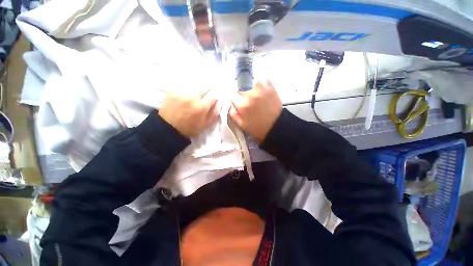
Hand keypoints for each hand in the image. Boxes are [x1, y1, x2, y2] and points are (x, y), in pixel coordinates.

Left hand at [159, 89, 219, 137]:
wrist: (168, 128)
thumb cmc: (190, 128)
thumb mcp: (206, 124)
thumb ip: (215, 112)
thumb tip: (221, 101)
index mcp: (201, 107)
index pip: (213, 95)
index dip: (213, 97)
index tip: (211, 101)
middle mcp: (192, 96)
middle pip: (204, 87)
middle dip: (206, 93)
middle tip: (202, 99)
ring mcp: (181, 92)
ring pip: (194, 85)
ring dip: (196, 90)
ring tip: (193, 98)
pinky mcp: (172, 90)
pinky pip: (184, 85)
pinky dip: (187, 89)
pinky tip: (185, 97)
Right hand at [229, 80, 281, 142]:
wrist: (276, 126)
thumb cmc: (257, 127)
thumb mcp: (241, 125)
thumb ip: (232, 114)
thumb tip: (228, 104)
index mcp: (242, 105)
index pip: (231, 94)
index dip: (233, 97)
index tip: (235, 100)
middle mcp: (250, 95)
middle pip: (239, 87)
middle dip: (240, 92)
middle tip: (244, 98)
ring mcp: (261, 90)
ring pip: (250, 81)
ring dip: (249, 86)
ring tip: (253, 93)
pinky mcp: (270, 87)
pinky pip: (262, 79)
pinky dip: (260, 83)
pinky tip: (260, 89)